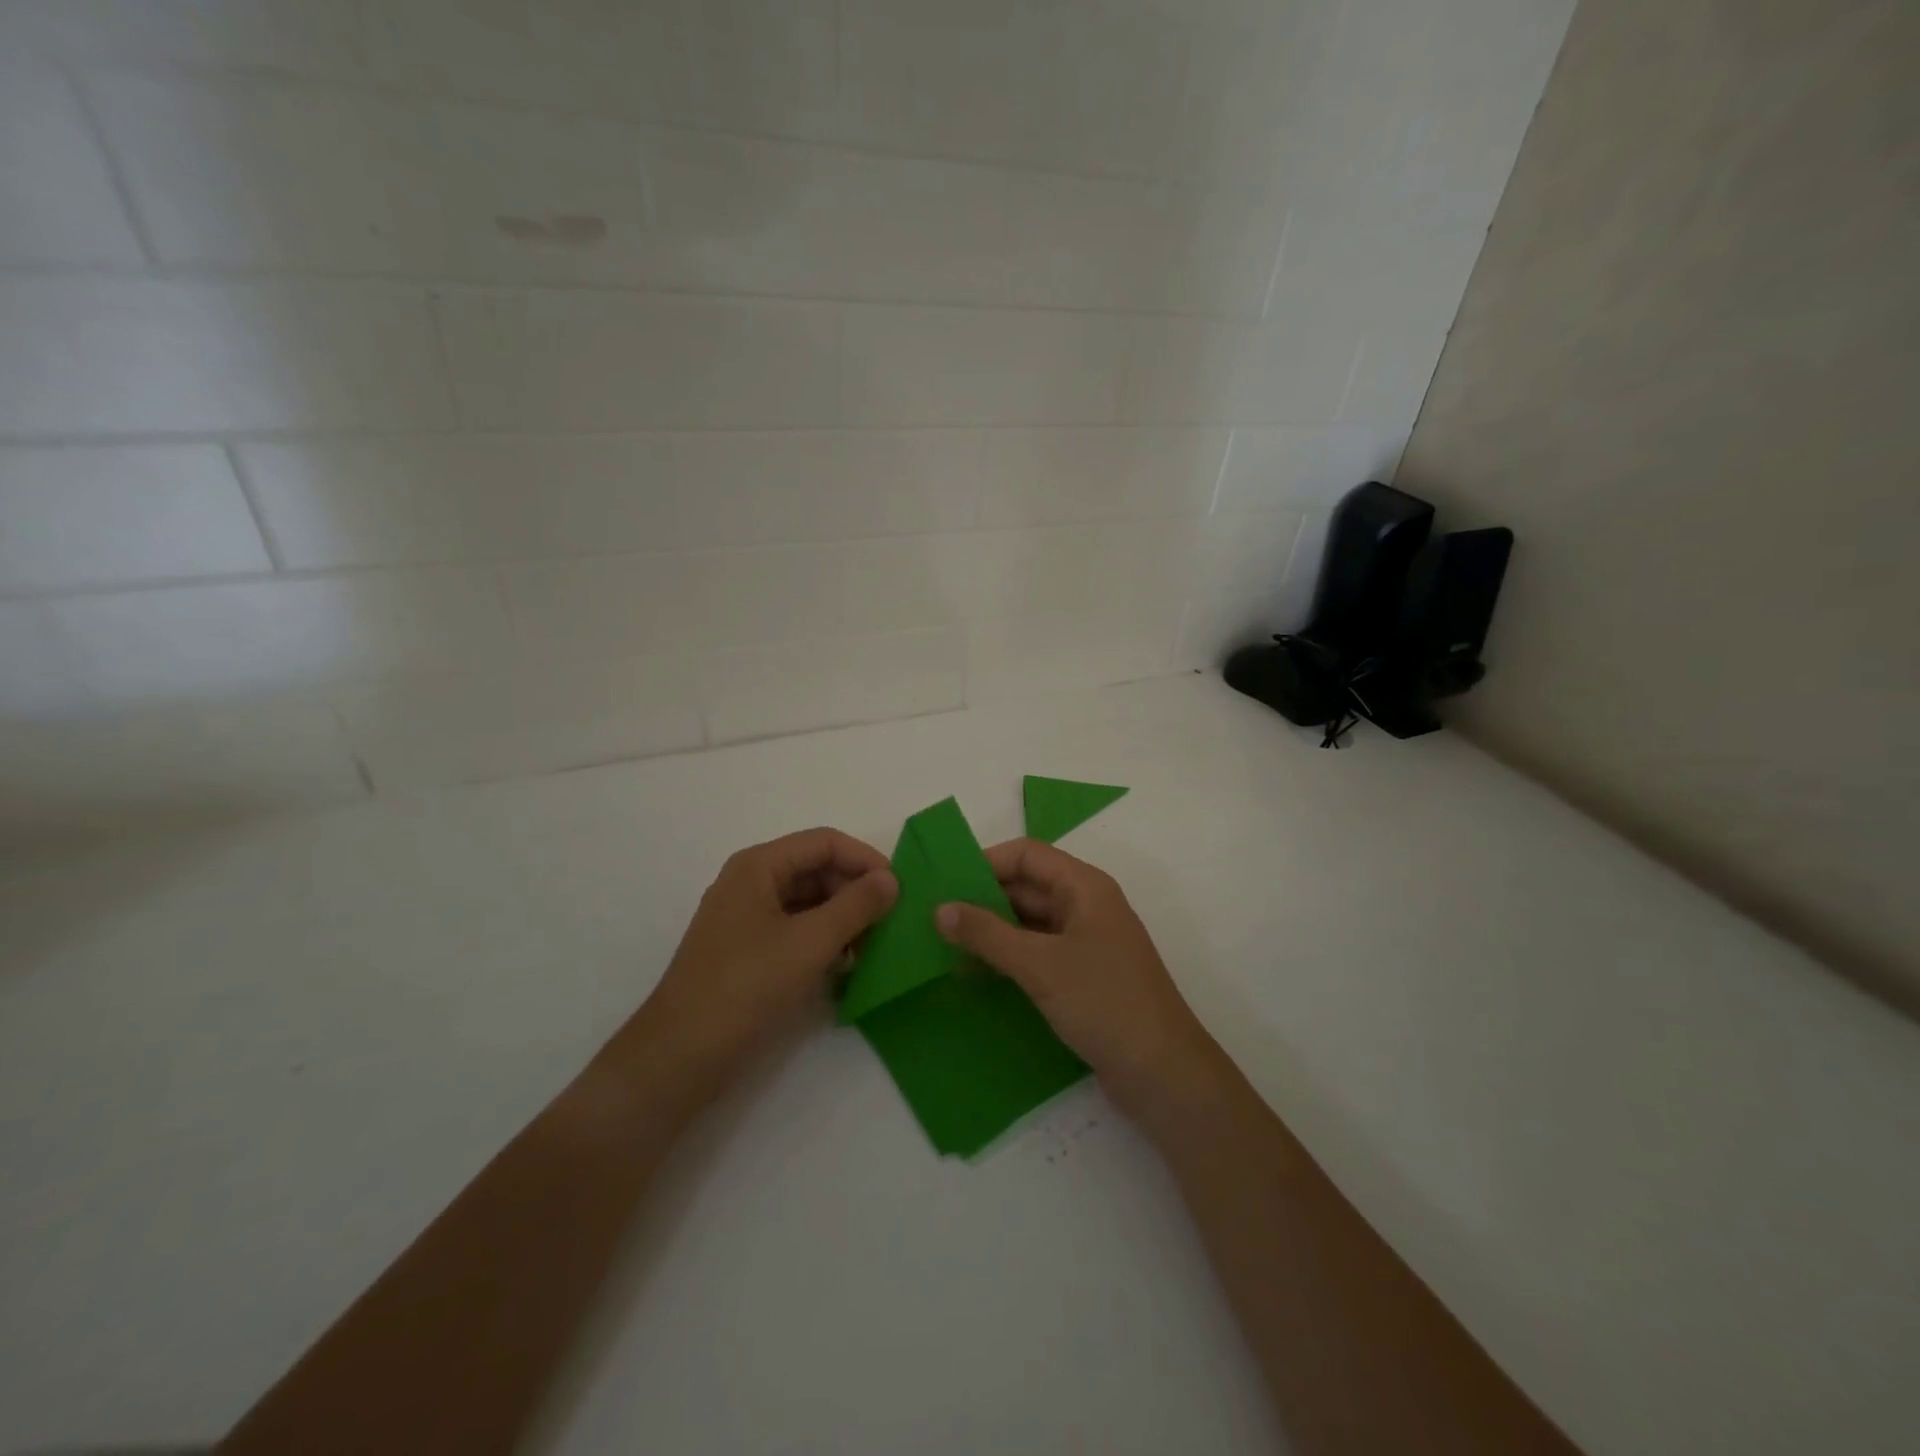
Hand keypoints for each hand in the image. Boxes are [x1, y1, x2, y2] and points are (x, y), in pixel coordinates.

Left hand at [638, 828, 896, 1084]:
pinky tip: (846, 967)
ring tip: (873, 948)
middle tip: (890, 923)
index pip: (824, 842)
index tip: (900, 889)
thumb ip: (856, 906)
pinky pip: (796, 931)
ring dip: (843, 919)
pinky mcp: (749, 953)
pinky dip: (824, 942)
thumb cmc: (746, 987)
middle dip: (855, 891)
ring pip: (809, 902)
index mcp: (758, 866)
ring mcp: (747, 919)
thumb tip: (891, 879)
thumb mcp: (810, 942)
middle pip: (816, 870)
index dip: (865, 859)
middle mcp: (751, 883)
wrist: (679, 1057)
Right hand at [934, 838, 1221, 1120]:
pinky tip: (975, 974)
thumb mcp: (1039, 964)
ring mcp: (1086, 943)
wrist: (1162, 1073)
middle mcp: (1086, 906)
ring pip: (1029, 923)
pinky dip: (1008, 957)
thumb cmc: (1103, 1002)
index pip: (1027, 854)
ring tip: (945, 947)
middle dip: (982, 899)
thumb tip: (939, 909)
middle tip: (934, 918)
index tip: (944, 884)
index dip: (985, 862)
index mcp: (1084, 886)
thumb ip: (987, 934)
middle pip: (1026, 887)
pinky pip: (1037, 953)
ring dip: (992, 932)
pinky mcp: (1083, 976)